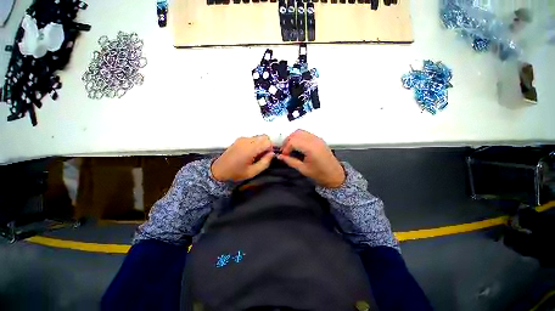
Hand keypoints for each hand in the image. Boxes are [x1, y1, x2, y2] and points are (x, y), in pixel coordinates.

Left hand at [212, 135, 273, 181]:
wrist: (218, 171)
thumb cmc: (235, 173)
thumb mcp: (252, 172)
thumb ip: (265, 163)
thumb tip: (271, 154)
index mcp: (250, 149)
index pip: (267, 141)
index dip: (270, 149)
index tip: (267, 156)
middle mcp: (246, 141)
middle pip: (264, 137)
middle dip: (266, 145)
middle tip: (262, 156)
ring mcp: (242, 139)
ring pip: (258, 137)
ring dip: (261, 144)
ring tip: (255, 155)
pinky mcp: (239, 139)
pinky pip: (252, 138)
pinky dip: (255, 144)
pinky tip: (250, 153)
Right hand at [277, 130, 344, 187]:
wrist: (335, 175)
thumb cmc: (319, 174)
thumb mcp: (303, 169)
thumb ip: (290, 161)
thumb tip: (279, 156)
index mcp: (311, 148)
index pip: (293, 141)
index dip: (285, 148)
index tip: (283, 155)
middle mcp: (314, 140)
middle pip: (296, 134)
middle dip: (287, 141)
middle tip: (285, 151)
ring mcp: (317, 138)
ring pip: (300, 132)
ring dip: (293, 138)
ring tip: (290, 148)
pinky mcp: (318, 139)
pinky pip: (306, 134)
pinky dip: (298, 137)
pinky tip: (297, 146)